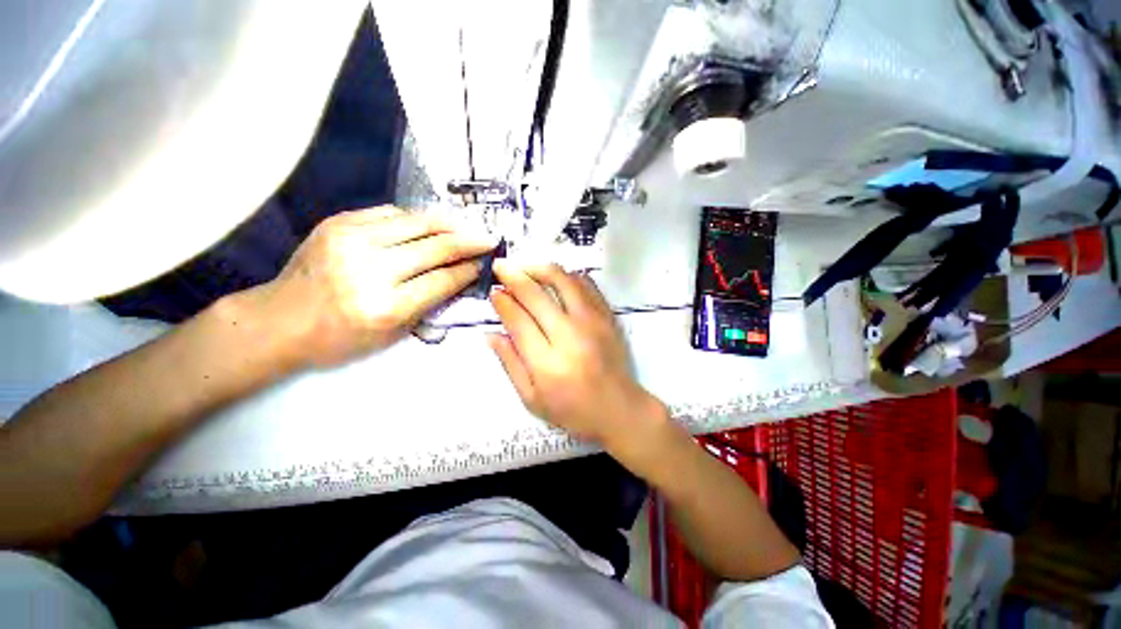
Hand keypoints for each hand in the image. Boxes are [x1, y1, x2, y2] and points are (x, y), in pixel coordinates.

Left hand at [251, 206, 495, 367]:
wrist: (280, 320)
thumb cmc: (341, 337)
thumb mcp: (393, 333)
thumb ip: (429, 302)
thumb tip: (459, 275)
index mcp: (386, 307)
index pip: (443, 280)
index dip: (469, 270)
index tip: (485, 263)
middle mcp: (370, 270)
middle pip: (436, 247)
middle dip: (470, 242)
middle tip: (489, 238)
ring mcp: (351, 241)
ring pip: (417, 223)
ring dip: (449, 224)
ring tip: (467, 226)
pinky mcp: (338, 223)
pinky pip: (390, 213)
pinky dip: (416, 219)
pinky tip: (428, 225)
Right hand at [488, 262, 669, 459]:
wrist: (619, 409)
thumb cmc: (573, 410)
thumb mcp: (532, 400)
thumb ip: (510, 364)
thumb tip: (492, 333)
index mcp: (547, 362)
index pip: (518, 320)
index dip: (502, 301)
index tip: (493, 292)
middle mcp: (569, 335)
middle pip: (536, 294)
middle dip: (513, 275)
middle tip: (501, 267)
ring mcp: (592, 322)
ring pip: (562, 280)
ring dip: (540, 268)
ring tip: (526, 267)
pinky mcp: (608, 316)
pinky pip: (587, 284)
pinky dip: (568, 275)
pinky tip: (557, 278)